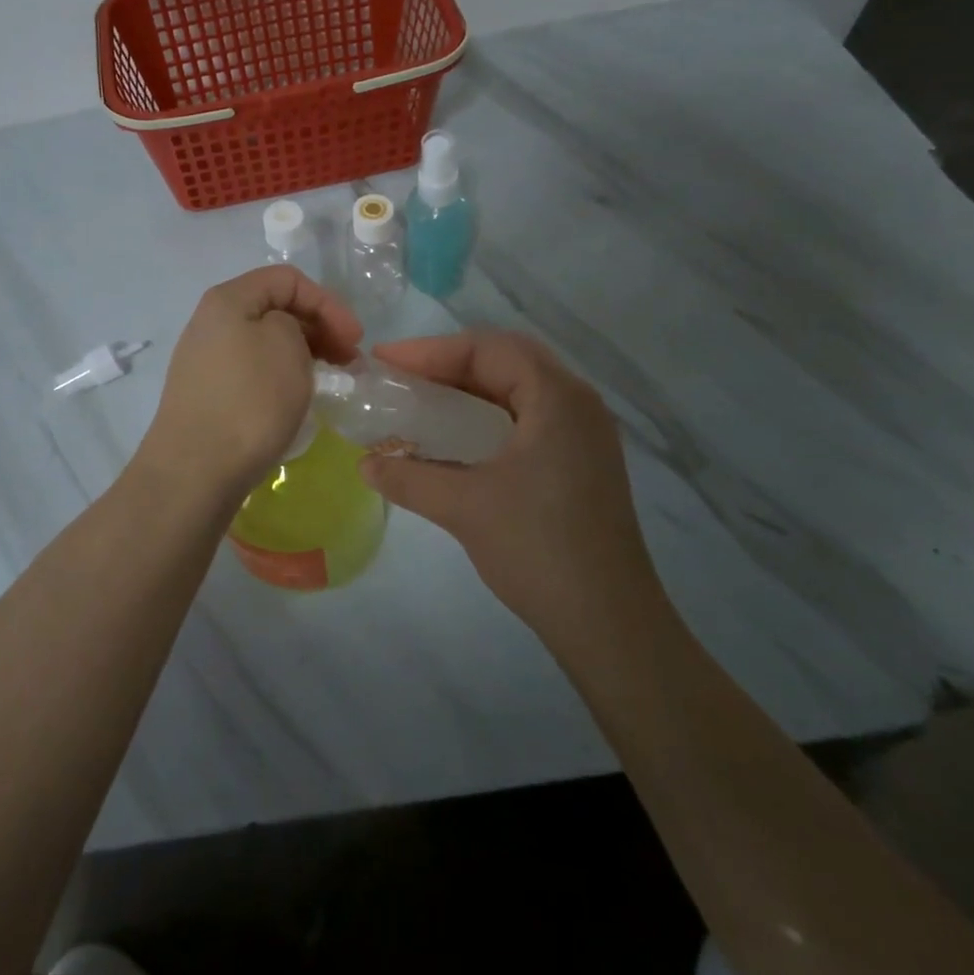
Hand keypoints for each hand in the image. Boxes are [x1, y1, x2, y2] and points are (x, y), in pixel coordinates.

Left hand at [139, 266, 361, 503]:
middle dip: (319, 328)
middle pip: (274, 308)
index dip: (328, 302)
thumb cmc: (249, 400)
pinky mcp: (208, 395)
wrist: (196, 470)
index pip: (287, 279)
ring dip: (303, 354)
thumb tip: (284, 337)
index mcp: (227, 299)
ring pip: (265, 342)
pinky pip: (253, 371)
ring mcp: (205, 361)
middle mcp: (210, 323)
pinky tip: (297, 398)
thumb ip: (295, 323)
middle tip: (349, 360)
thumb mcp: (286, 344)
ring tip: (330, 380)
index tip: (355, 339)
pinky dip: (281, 376)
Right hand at [357, 330, 661, 639]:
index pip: (487, 349)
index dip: (430, 351)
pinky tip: (457, 434)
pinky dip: (488, 412)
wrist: (609, 624)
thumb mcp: (463, 507)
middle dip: (449, 362)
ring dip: (469, 386)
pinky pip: (528, 415)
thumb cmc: (538, 550)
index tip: (385, 361)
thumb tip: (364, 464)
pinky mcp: (581, 460)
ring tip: (422, 397)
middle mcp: (577, 403)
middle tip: (401, 374)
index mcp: (557, 398)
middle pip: (506, 359)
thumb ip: (408, 477)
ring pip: (518, 387)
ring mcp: (584, 433)